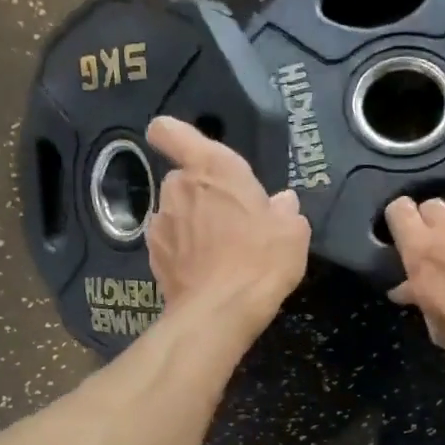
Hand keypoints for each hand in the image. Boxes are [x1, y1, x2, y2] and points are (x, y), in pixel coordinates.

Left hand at [145, 117, 309, 332]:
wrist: (220, 312)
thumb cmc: (260, 260)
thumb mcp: (292, 232)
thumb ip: (284, 211)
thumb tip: (281, 204)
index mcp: (212, 167)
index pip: (171, 132)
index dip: (172, 136)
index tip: (184, 149)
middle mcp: (178, 188)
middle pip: (182, 180)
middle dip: (200, 195)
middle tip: (228, 221)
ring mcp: (160, 224)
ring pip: (174, 214)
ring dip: (189, 226)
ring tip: (216, 253)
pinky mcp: (152, 258)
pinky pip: (169, 245)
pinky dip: (181, 254)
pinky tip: (202, 273)